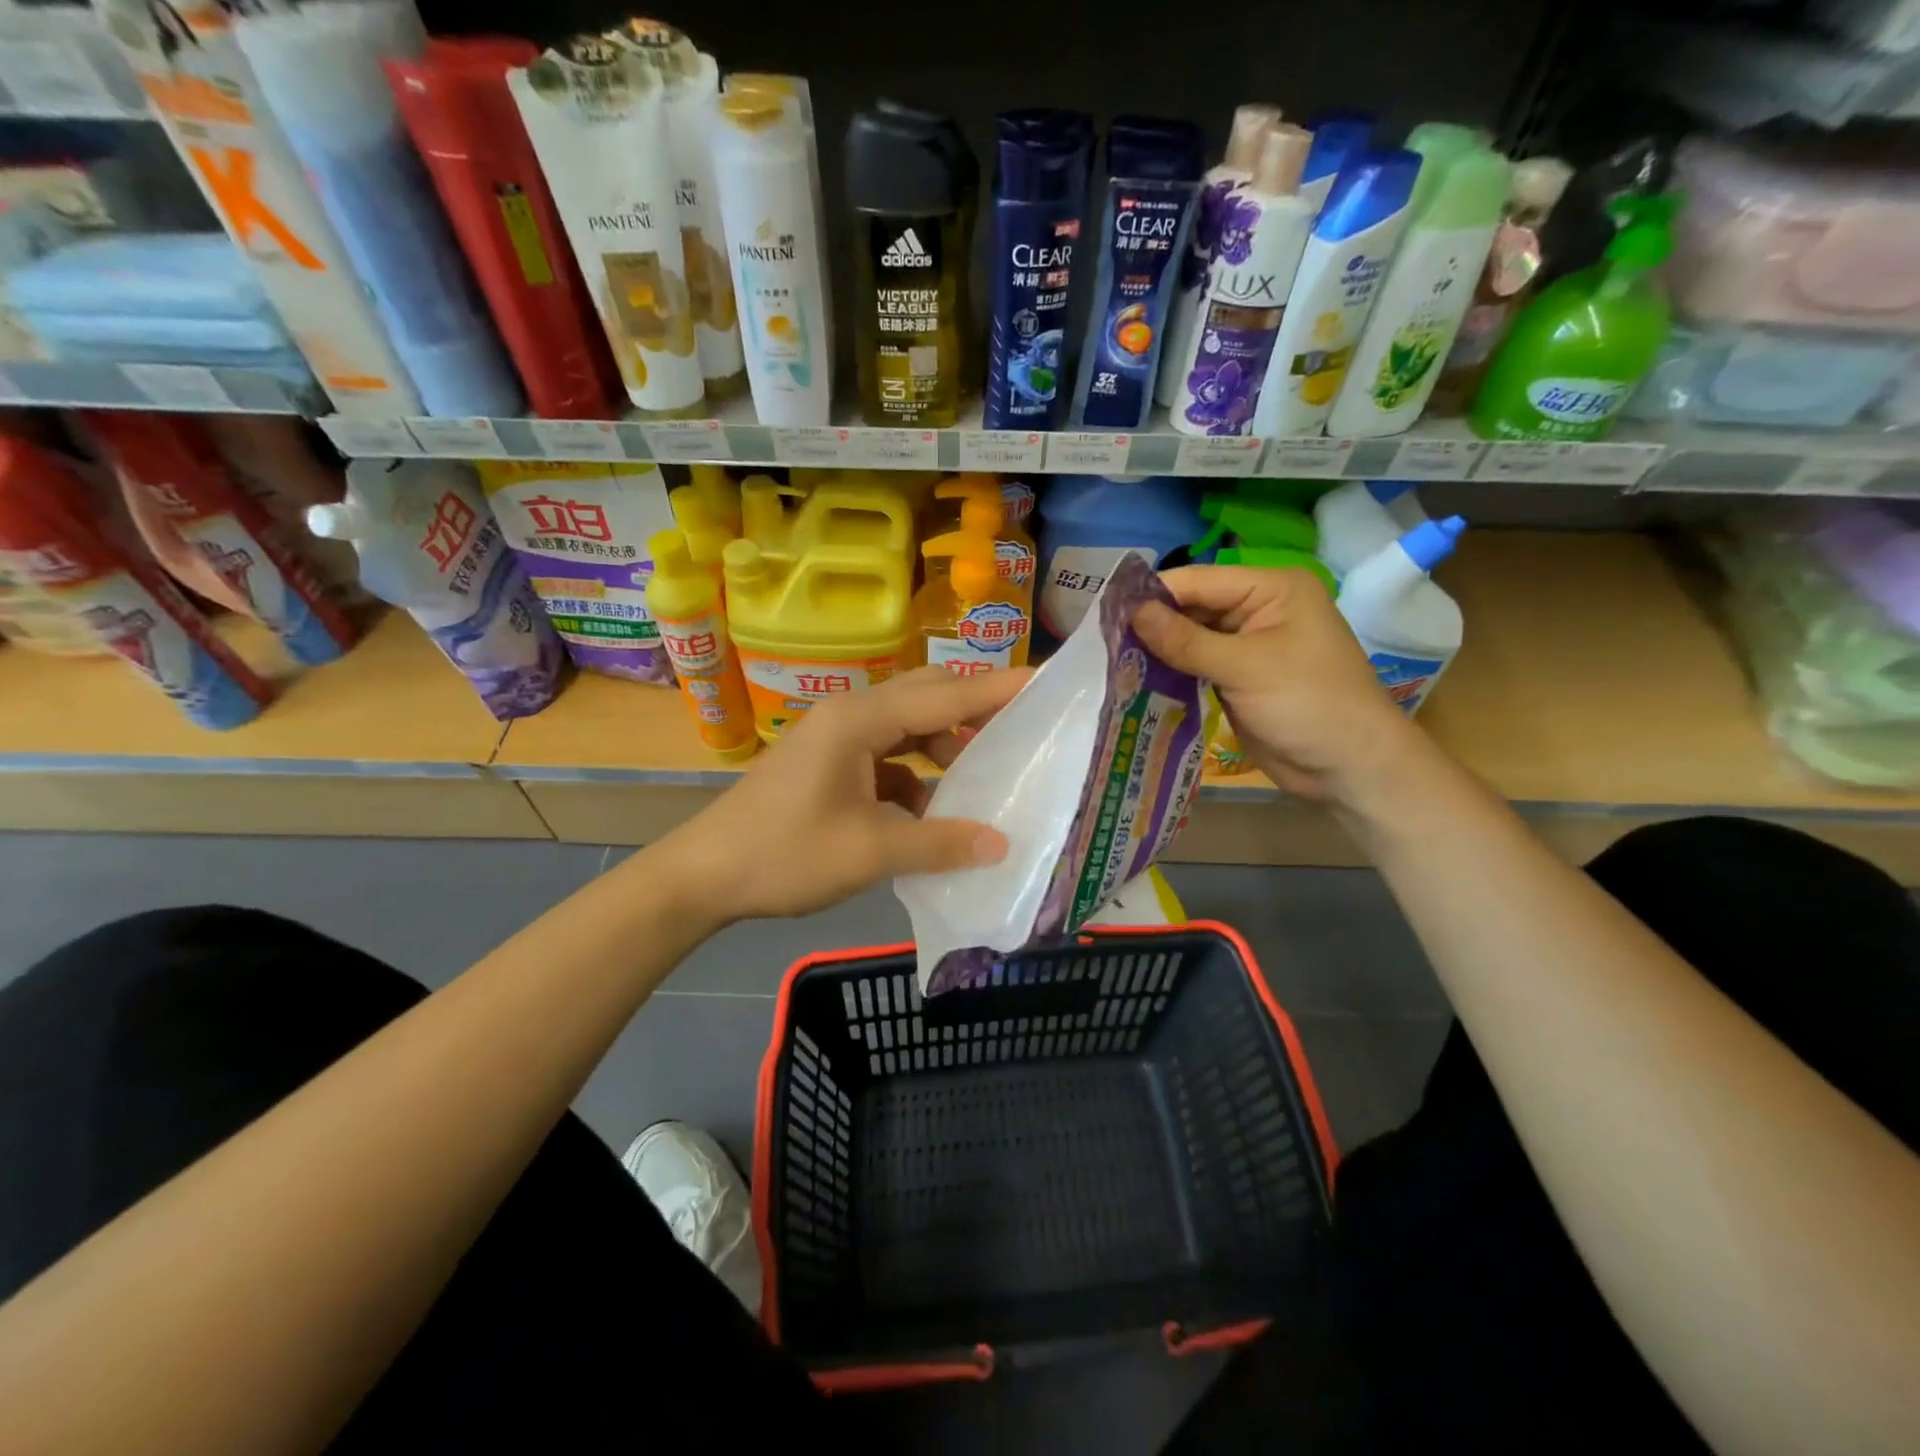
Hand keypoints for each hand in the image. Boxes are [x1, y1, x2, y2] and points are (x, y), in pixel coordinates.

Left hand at [659, 666, 1030, 925]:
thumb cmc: (782, 855)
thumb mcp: (867, 852)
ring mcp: (837, 739)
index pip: (944, 695)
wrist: (703, 875)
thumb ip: (937, 843)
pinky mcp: (830, 763)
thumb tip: (1000, 843)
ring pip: (907, 725)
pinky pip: (888, 754)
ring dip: (945, 744)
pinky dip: (916, 773)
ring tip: (983, 776)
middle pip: (926, 696)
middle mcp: (850, 716)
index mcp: (859, 721)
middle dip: (974, 710)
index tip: (1046, 683)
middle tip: (1023, 731)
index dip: (997, 690)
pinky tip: (931, 809)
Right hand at [1132, 565, 1419, 805]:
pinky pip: (1196, 666)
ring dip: (1158, 650)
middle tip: (1103, 641)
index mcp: (1271, 589)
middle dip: (1153, 624)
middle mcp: (1258, 610)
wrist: (1350, 767)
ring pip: (1190, 638)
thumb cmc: (1308, 704)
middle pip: (1192, 607)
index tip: (1107, 611)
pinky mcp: (1238, 678)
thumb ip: (1186, 640)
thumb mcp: (1245, 667)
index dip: (1154, 594)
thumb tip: (1132, 613)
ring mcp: (1247, 646)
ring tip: (1113, 660)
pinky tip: (1138, 680)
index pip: (1199, 581)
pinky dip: (1171, 672)